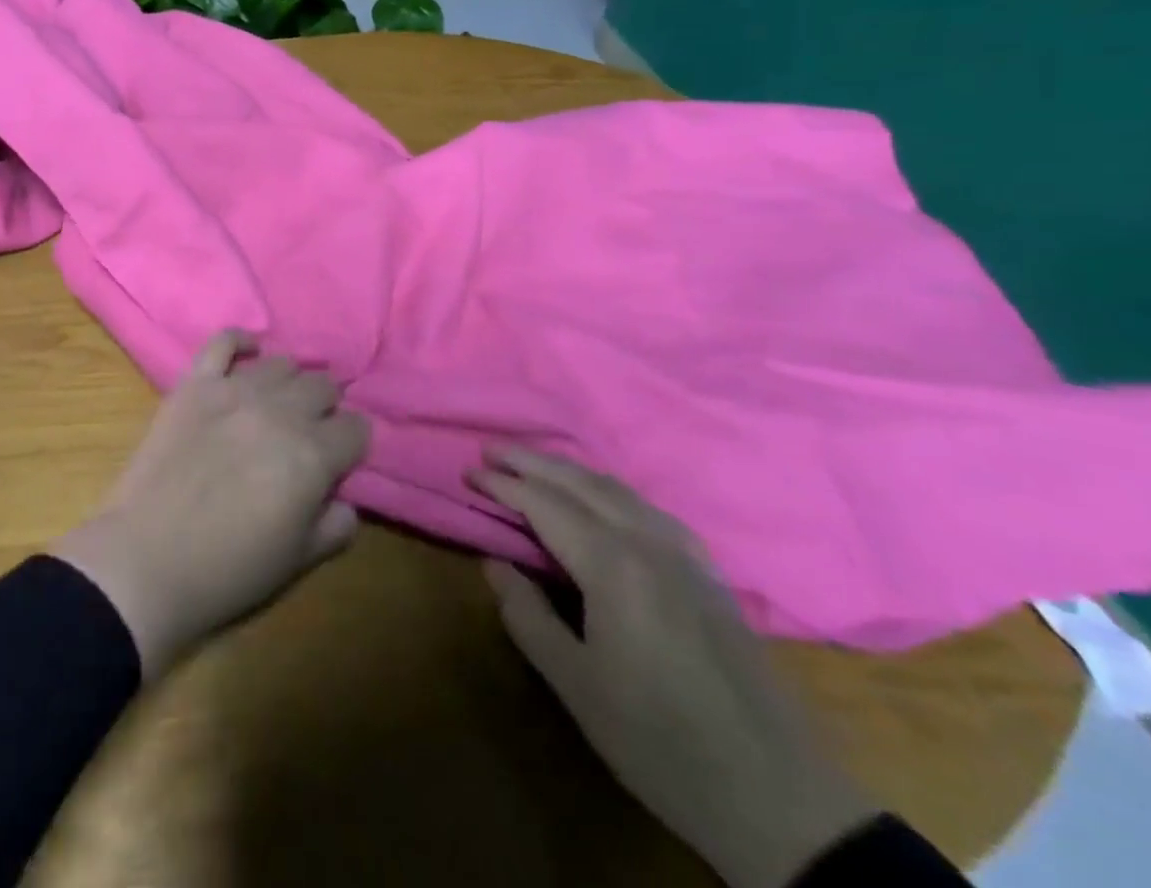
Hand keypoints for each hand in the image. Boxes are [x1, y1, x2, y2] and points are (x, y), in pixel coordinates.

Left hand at [54, 331, 368, 676]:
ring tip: (277, 405)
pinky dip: (240, 342)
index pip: (356, 429)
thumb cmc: (226, 571)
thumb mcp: (297, 562)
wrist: (145, 559)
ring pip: (281, 364)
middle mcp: (280, 412)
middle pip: (322, 387)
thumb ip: (334, 526)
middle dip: (325, 410)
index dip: (351, 445)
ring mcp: (233, 390)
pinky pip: (223, 341)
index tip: (339, 461)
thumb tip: (344, 499)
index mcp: (312, 455)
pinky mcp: (194, 383)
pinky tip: (248, 354)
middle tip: (308, 434)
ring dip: (289, 383)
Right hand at [471, 450, 878, 887]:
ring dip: (569, 470)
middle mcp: (648, 544)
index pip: (544, 504)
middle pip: (580, 483)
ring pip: (618, 490)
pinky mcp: (710, 575)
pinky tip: (606, 501)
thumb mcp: (576, 685)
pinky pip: (650, 509)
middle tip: (491, 449)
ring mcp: (686, 556)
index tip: (469, 471)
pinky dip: (612, 490)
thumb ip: (527, 615)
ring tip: (535, 465)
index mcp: (612, 566)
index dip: (504, 484)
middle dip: (531, 461)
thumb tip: (494, 562)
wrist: (778, 799)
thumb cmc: (660, 743)